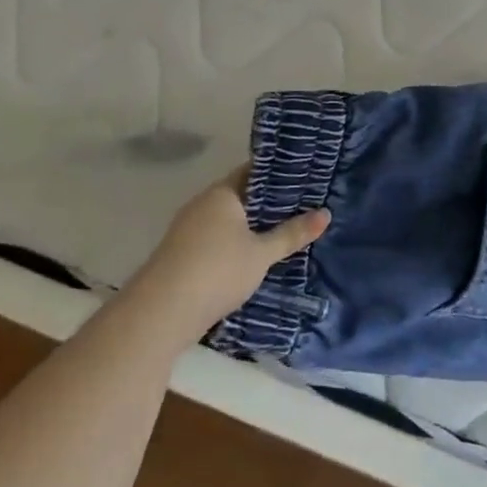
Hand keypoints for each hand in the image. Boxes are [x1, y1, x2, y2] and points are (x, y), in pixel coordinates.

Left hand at [131, 169, 329, 338]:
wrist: (160, 314)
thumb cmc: (217, 271)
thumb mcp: (262, 254)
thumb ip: (292, 233)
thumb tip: (326, 213)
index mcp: (221, 194)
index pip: (253, 172)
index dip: (279, 174)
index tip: (306, 178)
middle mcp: (202, 205)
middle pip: (242, 196)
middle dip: (270, 202)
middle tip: (305, 205)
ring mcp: (188, 231)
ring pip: (229, 220)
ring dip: (253, 225)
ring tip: (287, 229)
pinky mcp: (183, 255)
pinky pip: (218, 239)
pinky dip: (238, 243)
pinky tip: (257, 255)